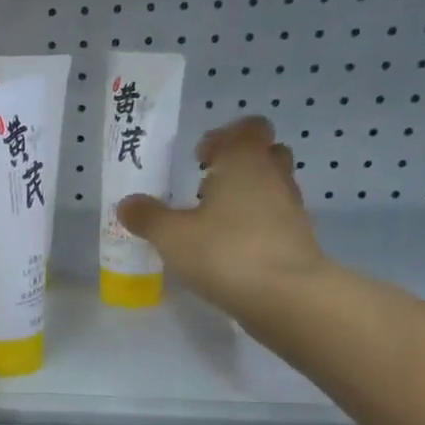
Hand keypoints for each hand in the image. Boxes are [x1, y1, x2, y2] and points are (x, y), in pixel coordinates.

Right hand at [116, 116, 325, 318]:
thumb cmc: (225, 252)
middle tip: (205, 185)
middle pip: (265, 153)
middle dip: (237, 163)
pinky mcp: (297, 239)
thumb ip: (147, 217)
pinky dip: (254, 225)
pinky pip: (274, 218)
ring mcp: (290, 208)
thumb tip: (126, 204)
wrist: (286, 296)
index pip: (247, 127)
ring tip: (212, 220)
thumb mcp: (171, 236)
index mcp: (245, 161)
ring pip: (270, 186)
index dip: (223, 137)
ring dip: (245, 195)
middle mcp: (273, 176)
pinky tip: (228, 248)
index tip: (198, 159)